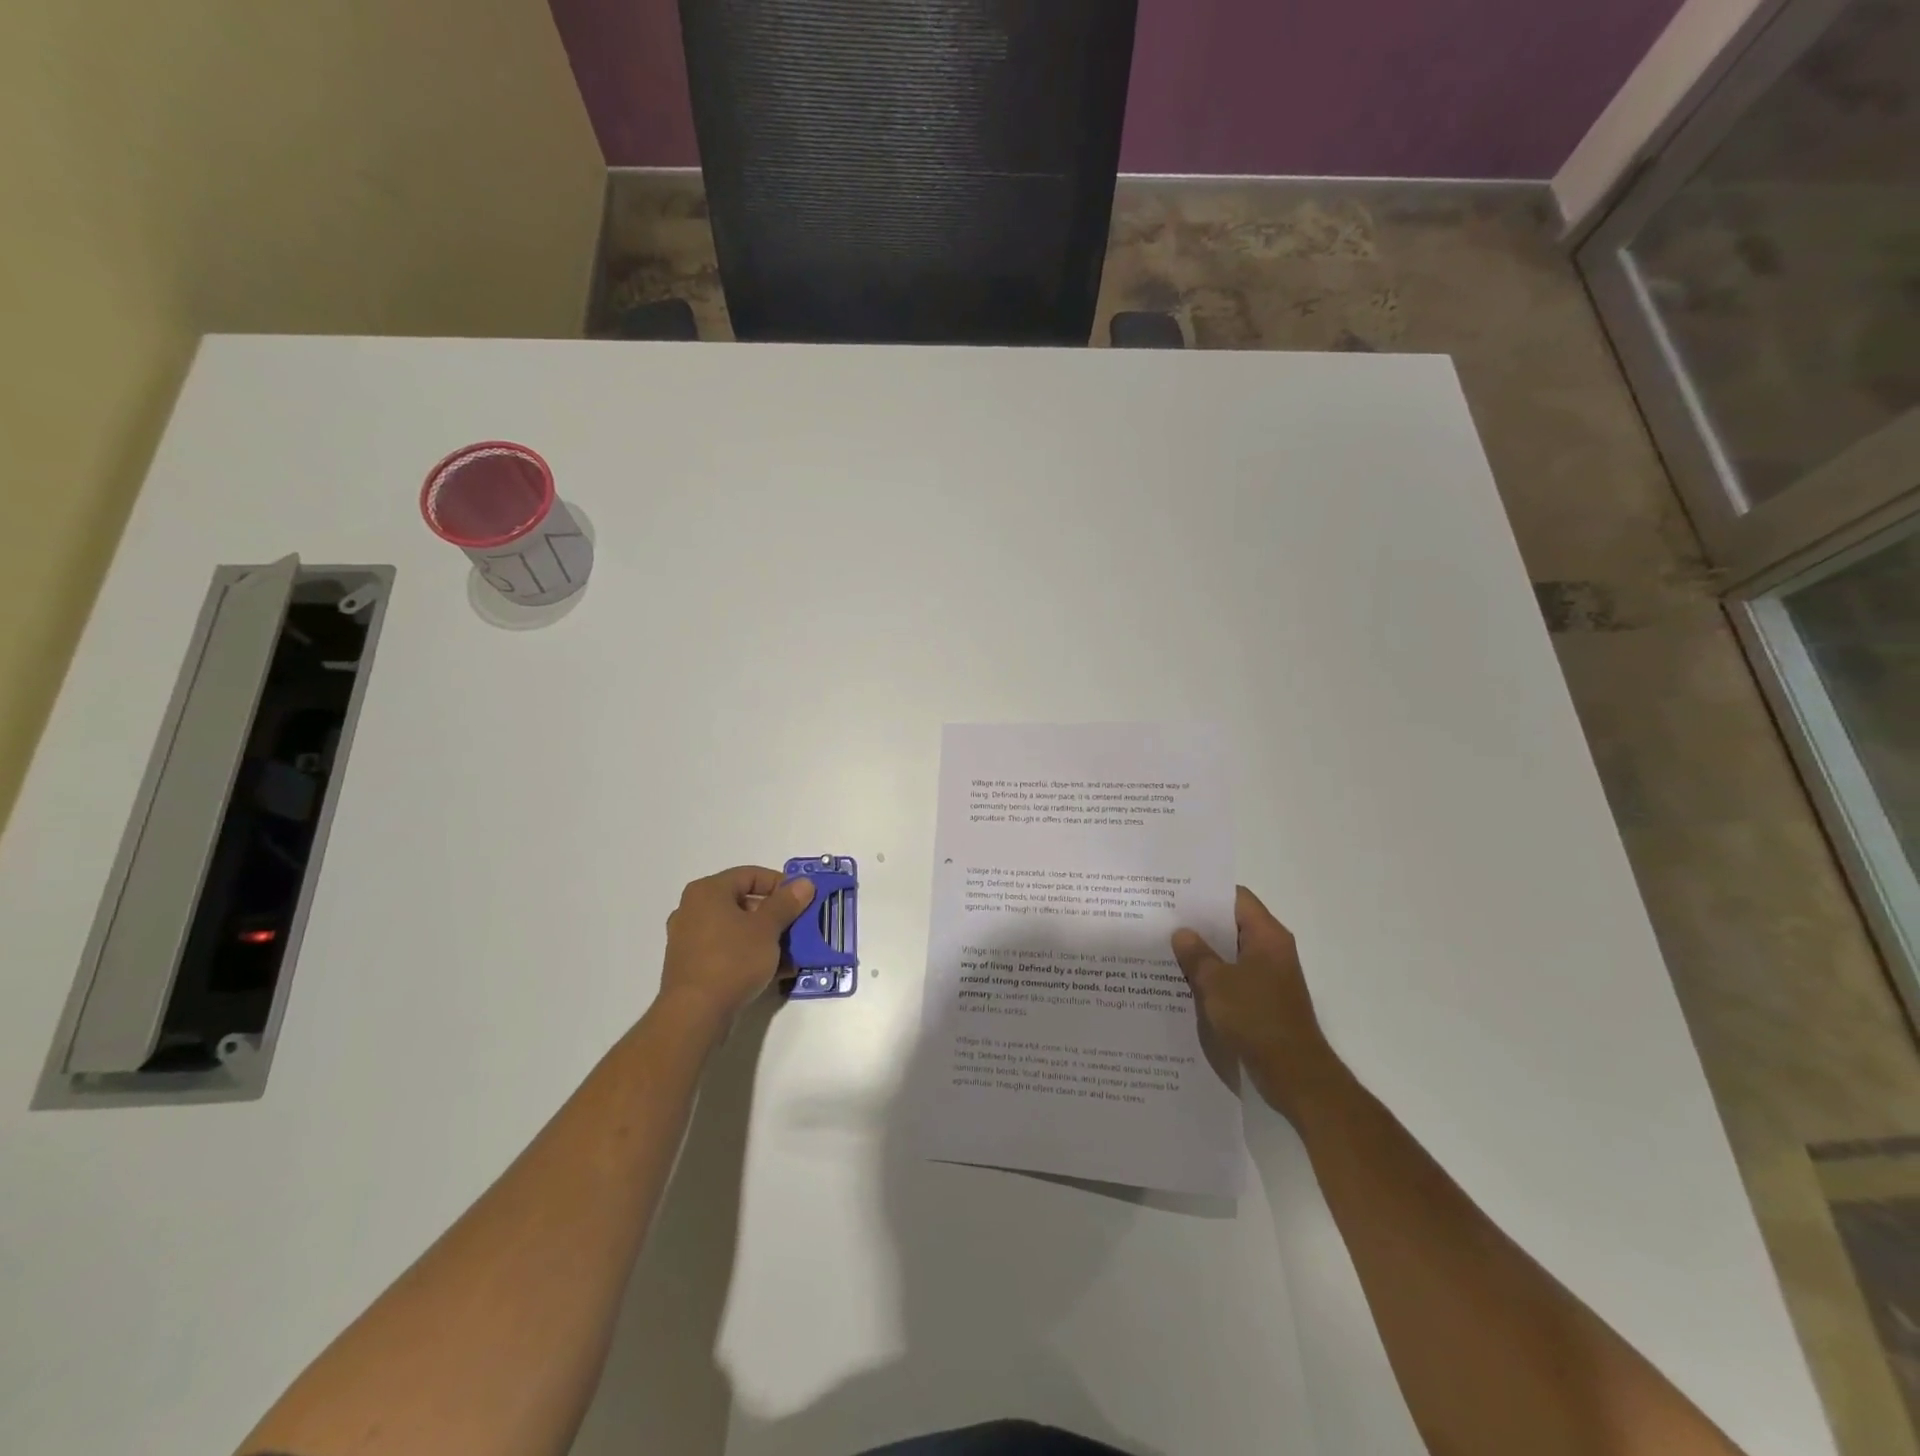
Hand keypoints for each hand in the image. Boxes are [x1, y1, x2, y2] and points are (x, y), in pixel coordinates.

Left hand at [659, 866, 815, 1027]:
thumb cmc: (732, 960)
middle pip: (743, 902)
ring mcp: (689, 939)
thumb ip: (787, 903)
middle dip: (776, 915)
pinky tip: (774, 971)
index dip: (780, 884)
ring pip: (736, 929)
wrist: (695, 1015)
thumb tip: (804, 883)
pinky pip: (727, 950)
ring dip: (766, 938)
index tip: (802, 900)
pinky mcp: (691, 966)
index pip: (750, 875)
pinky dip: (749, 955)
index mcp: (708, 891)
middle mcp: (693, 909)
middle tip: (799, 927)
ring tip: (791, 953)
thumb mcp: (767, 928)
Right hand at [1172, 886, 1338, 1114]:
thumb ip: (1196, 954)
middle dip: (1199, 923)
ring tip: (1165, 947)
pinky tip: (1182, 981)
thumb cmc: (1257, 1019)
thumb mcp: (1217, 983)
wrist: (1293, 1074)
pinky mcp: (1263, 1001)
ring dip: (1203, 952)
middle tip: (1162, 918)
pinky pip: (1232, 978)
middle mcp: (1272, 950)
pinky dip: (1211, 976)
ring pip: (1230, 953)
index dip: (1206, 893)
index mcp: (1268, 936)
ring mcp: (1269, 977)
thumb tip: (1182, 933)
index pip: (1236, 898)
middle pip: (1232, 924)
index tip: (1175, 893)